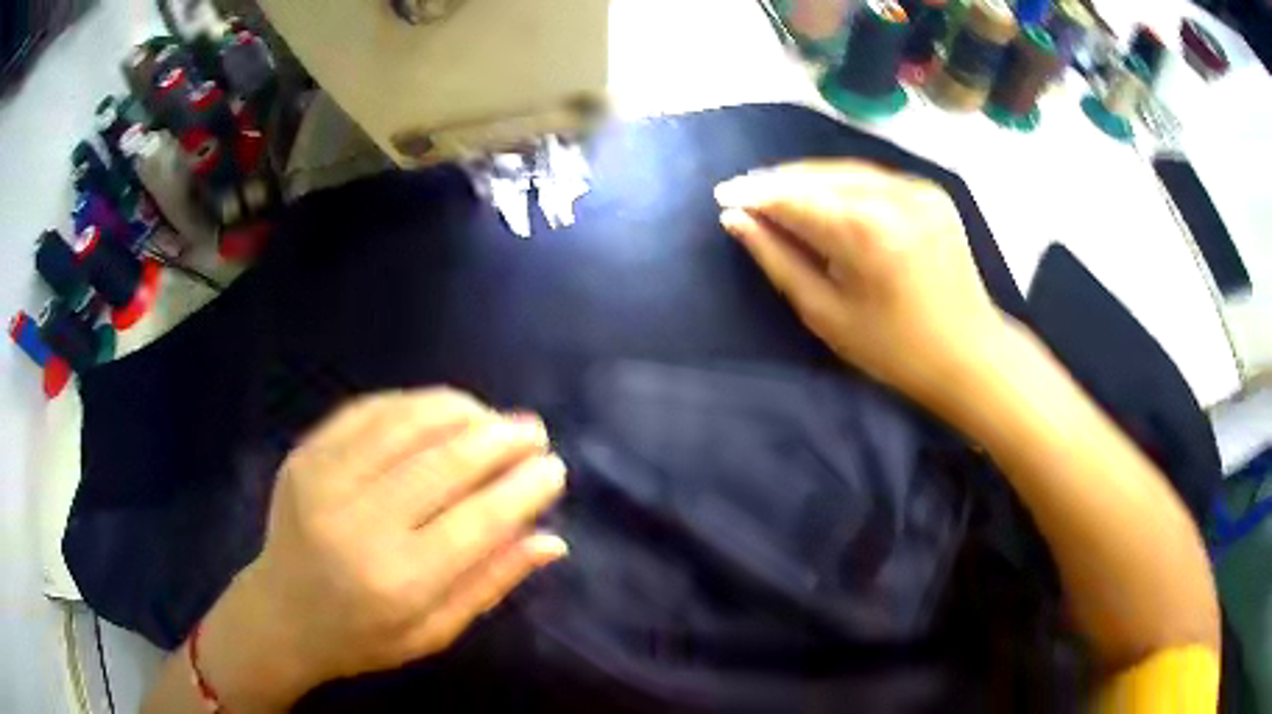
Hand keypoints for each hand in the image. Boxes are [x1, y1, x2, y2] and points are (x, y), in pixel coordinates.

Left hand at [198, 389, 567, 708]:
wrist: (280, 615)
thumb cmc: (362, 637)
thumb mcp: (435, 632)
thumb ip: (491, 583)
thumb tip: (552, 541)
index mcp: (398, 581)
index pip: (478, 522)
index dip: (523, 488)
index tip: (553, 468)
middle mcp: (360, 524)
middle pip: (445, 462)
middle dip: (500, 438)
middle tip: (533, 429)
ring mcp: (325, 479)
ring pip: (407, 424)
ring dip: (460, 411)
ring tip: (492, 417)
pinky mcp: (305, 454)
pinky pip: (368, 411)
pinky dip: (413, 404)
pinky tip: (440, 410)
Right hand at [715, 160, 1007, 411]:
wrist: (970, 354)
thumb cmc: (894, 350)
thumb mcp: (827, 314)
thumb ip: (779, 260)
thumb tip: (737, 220)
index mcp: (864, 231)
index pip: (794, 197)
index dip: (755, 194)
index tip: (723, 194)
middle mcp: (892, 195)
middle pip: (818, 174)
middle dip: (778, 181)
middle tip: (745, 193)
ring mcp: (917, 188)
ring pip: (845, 169)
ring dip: (807, 178)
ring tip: (776, 192)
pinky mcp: (931, 191)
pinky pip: (873, 177)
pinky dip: (842, 182)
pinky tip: (824, 194)